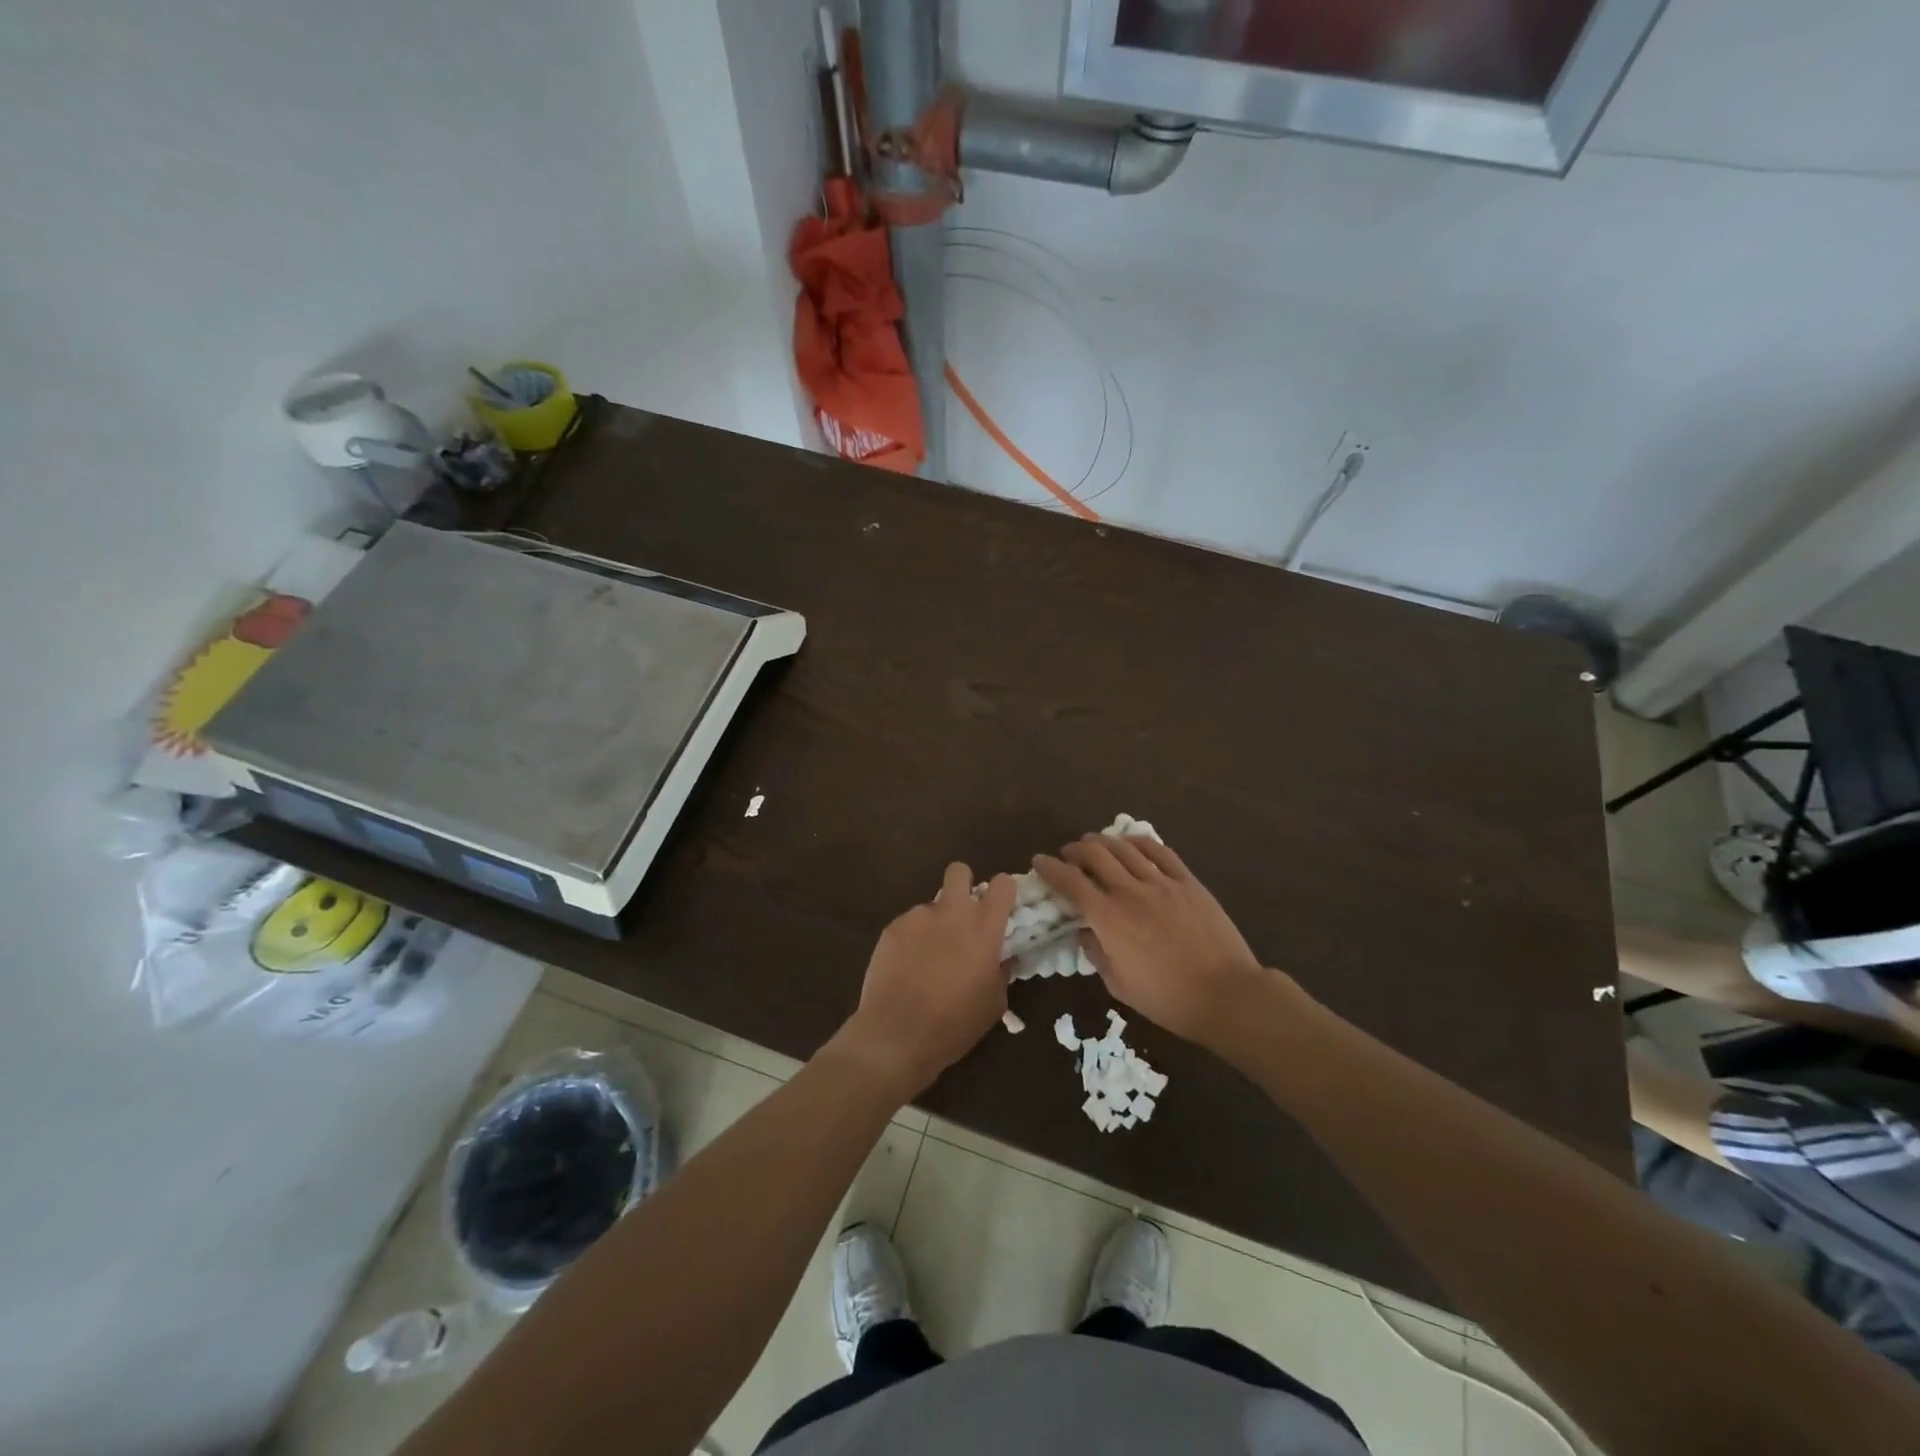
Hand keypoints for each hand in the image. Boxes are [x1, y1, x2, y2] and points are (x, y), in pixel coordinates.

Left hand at [834, 864, 1017, 1100]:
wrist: (897, 1035)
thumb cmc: (954, 1024)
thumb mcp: (993, 1004)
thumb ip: (1000, 972)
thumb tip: (1000, 958)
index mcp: (984, 929)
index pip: (1002, 885)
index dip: (1003, 890)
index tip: (1000, 906)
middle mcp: (952, 913)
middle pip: (959, 871)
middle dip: (963, 884)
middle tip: (962, 915)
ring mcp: (918, 917)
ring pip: (932, 905)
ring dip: (935, 923)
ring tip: (927, 958)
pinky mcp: (892, 928)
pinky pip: (909, 924)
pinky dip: (912, 939)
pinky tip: (906, 967)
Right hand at [1034, 834, 1275, 1048]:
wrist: (1227, 995)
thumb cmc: (1168, 999)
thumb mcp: (1119, 986)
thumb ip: (1096, 954)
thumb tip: (1084, 932)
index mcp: (1109, 919)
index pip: (1070, 882)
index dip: (1050, 868)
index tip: (1039, 861)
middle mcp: (1130, 891)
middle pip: (1095, 854)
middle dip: (1075, 849)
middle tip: (1068, 854)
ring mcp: (1162, 882)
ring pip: (1124, 847)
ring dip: (1103, 841)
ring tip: (1095, 843)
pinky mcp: (1188, 882)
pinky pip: (1160, 851)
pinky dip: (1139, 841)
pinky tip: (1131, 843)